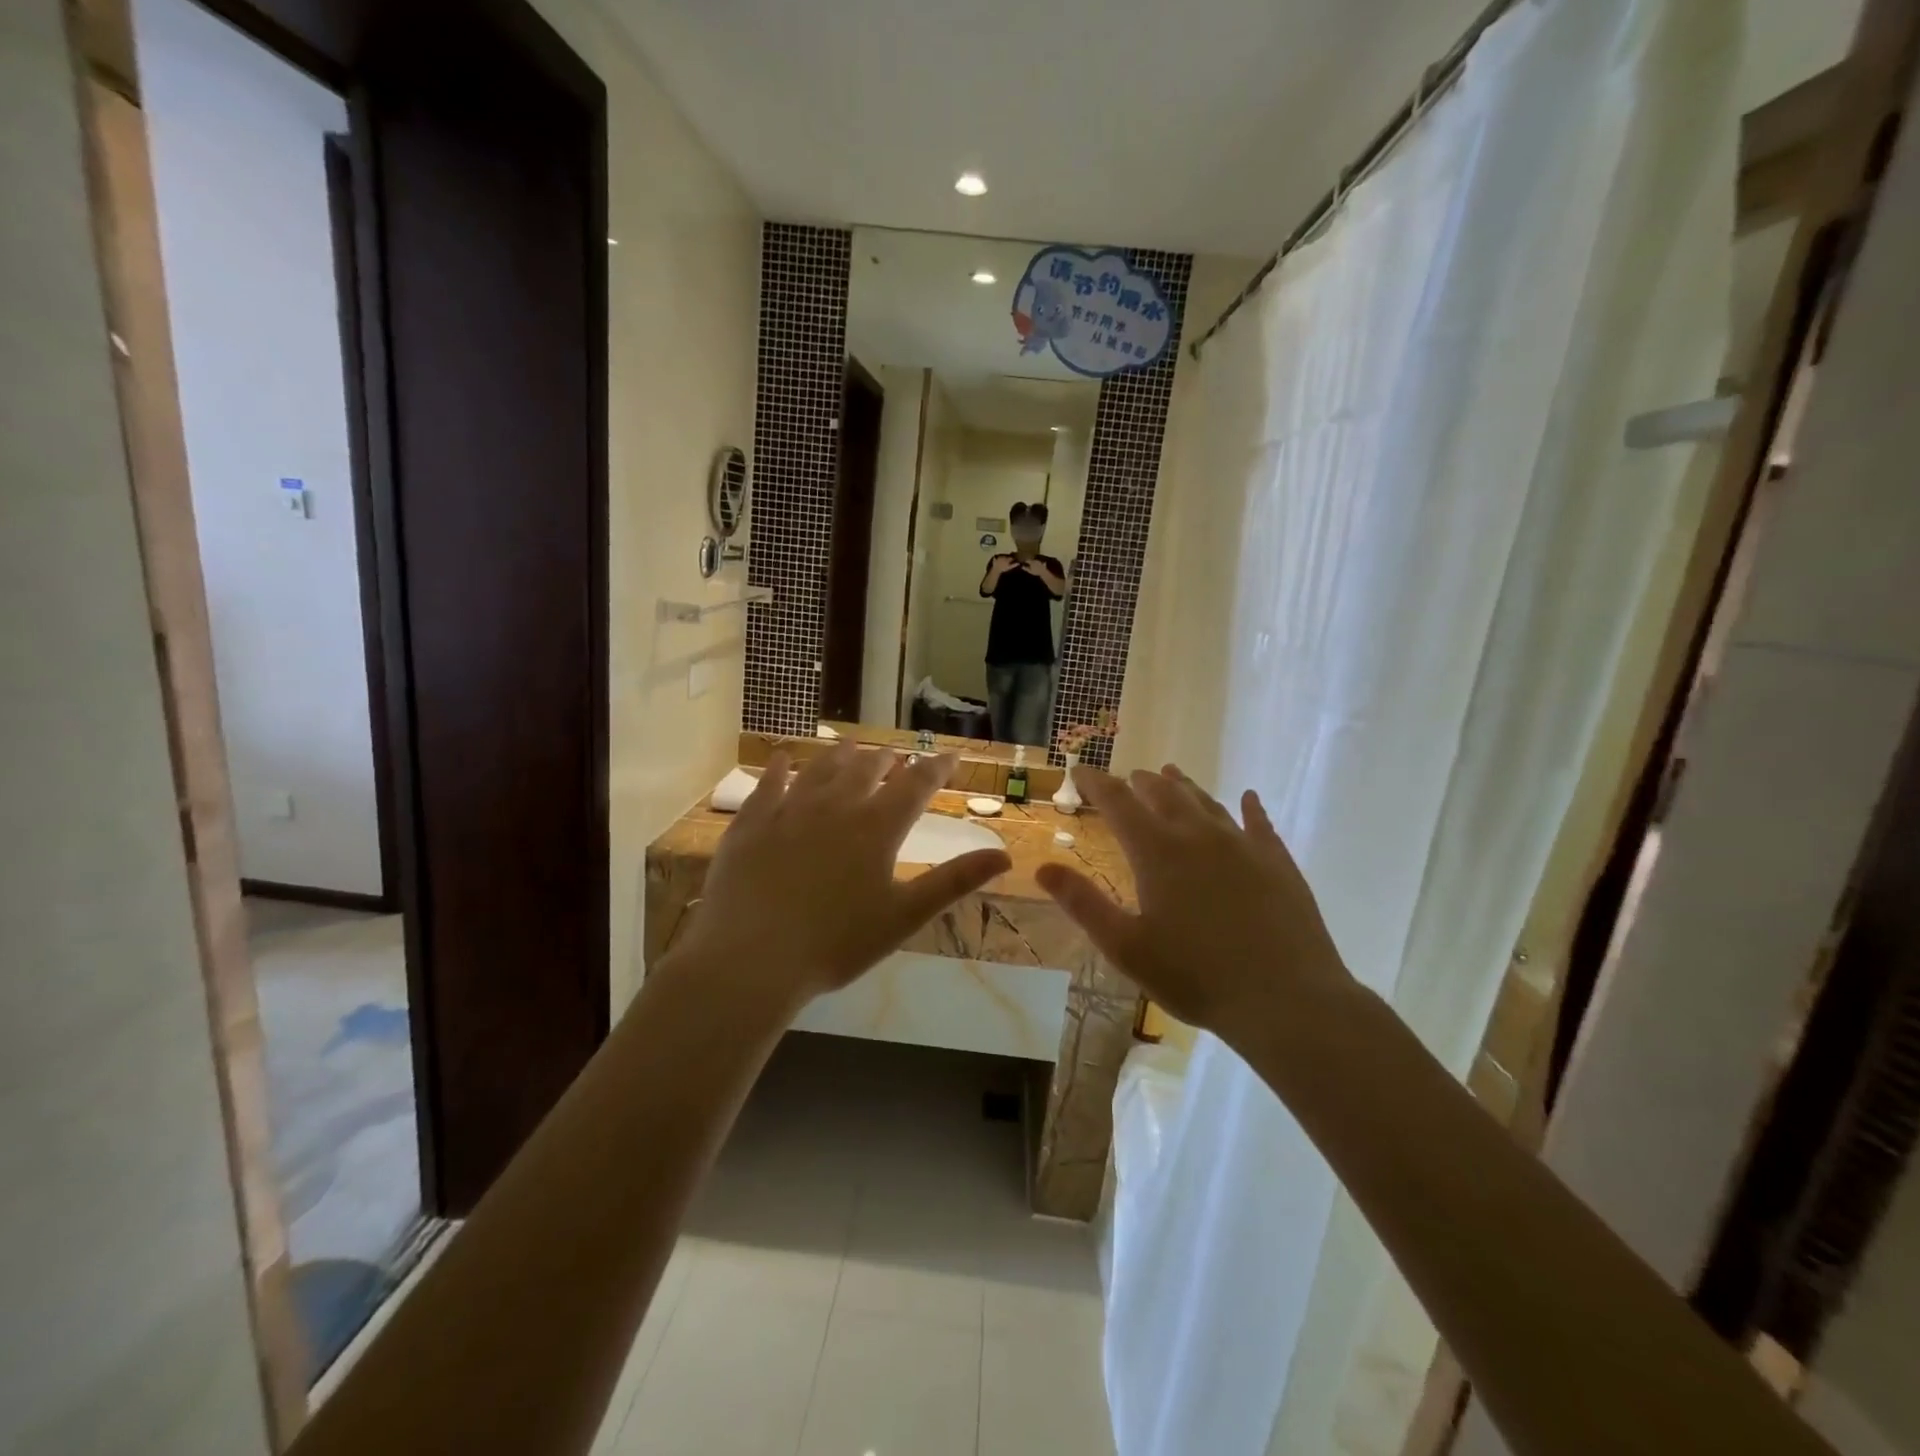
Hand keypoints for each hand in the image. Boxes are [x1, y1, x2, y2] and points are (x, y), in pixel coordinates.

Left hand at [670, 745, 1011, 1014]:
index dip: (937, 767)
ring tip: (851, 746)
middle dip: (886, 758)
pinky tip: (783, 759)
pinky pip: (768, 785)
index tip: (950, 755)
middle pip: (867, 769)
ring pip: (820, 769)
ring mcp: (789, 810)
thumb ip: (953, 881)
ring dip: (840, 755)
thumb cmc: (836, 943)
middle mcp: (836, 806)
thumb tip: (1004, 856)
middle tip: (895, 754)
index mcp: (876, 827)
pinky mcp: (751, 823)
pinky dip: (779, 769)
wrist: (752, 958)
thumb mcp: (904, 916)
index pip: (916, 784)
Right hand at [1034, 765, 1351, 1042]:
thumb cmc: (1195, 976)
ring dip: (1185, 787)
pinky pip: (1259, 822)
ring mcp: (1242, 844)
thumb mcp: (1126, 946)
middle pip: (1164, 795)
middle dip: (1142, 783)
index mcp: (1157, 852)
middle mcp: (1197, 835)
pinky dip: (1249, 807)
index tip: (1080, 771)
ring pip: (1207, 803)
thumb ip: (1083, 903)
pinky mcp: (1277, 861)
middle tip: (1130, 777)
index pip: (1118, 802)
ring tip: (1172, 774)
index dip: (1095, 783)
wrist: (1286, 998)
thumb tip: (1042, 867)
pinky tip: (1248, 798)